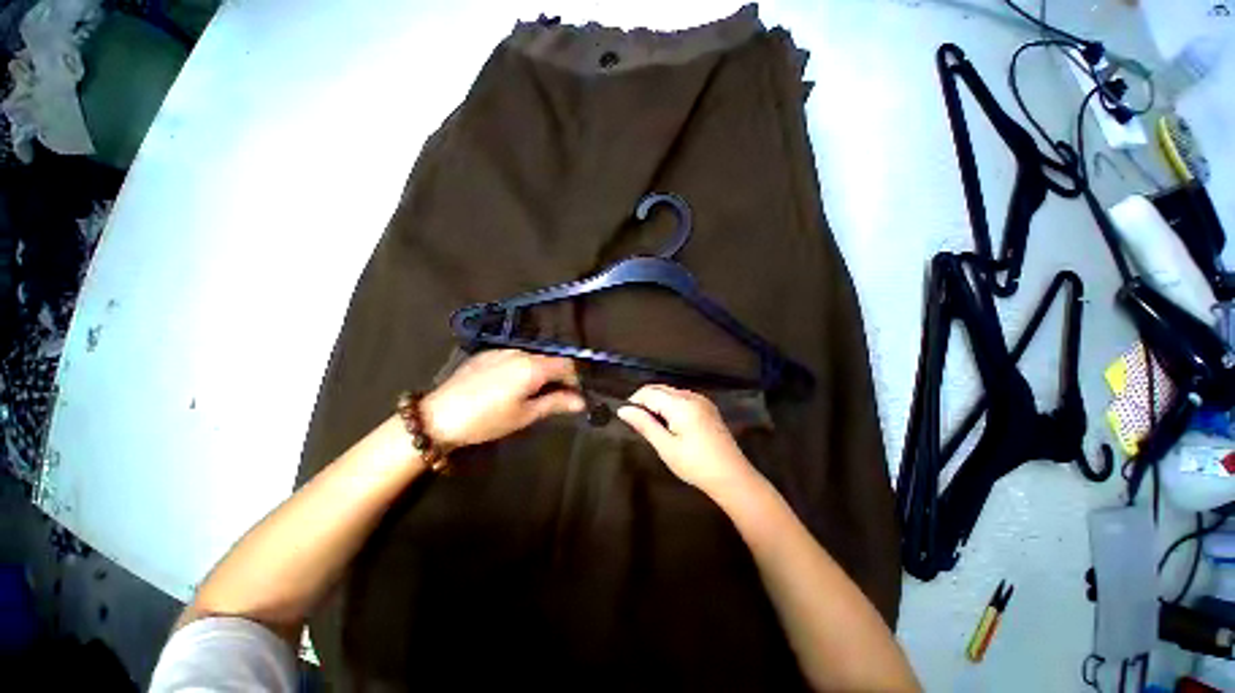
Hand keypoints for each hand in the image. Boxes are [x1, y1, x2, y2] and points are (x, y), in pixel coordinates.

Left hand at [422, 350, 585, 448]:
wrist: (439, 415)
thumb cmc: (487, 420)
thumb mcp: (524, 415)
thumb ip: (556, 403)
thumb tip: (581, 402)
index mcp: (533, 366)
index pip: (567, 365)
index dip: (576, 379)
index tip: (576, 395)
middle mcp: (521, 352)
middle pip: (551, 359)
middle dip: (559, 376)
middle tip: (558, 397)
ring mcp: (502, 350)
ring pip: (533, 357)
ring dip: (542, 371)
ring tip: (535, 393)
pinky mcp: (487, 354)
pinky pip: (515, 356)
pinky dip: (524, 367)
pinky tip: (513, 385)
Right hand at [616, 384, 755, 496]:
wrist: (732, 477)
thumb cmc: (696, 465)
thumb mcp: (666, 447)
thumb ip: (644, 425)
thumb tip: (623, 410)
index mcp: (681, 404)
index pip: (649, 392)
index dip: (634, 401)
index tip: (626, 417)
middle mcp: (691, 396)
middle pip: (660, 389)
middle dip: (645, 400)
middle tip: (637, 422)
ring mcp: (702, 400)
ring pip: (671, 392)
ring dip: (658, 402)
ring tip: (652, 424)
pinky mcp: (708, 408)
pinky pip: (683, 398)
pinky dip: (671, 405)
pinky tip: (670, 423)